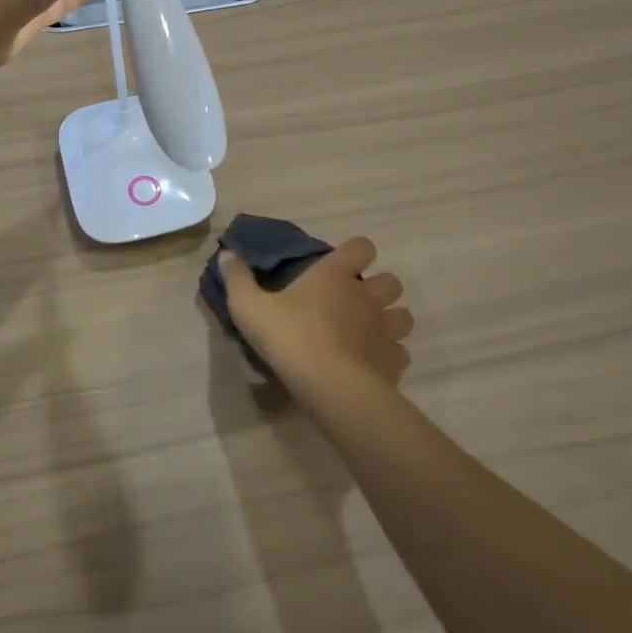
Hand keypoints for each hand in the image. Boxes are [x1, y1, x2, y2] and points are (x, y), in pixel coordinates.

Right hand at [222, 238, 413, 388]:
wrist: (331, 387)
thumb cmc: (290, 337)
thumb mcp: (250, 307)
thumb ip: (237, 279)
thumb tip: (227, 253)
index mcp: (336, 275)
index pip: (362, 246)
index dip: (356, 252)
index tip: (341, 265)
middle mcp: (367, 296)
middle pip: (391, 281)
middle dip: (379, 288)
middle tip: (354, 303)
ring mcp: (385, 329)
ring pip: (404, 316)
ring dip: (390, 321)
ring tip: (368, 333)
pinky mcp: (394, 362)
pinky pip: (401, 353)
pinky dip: (390, 356)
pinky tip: (371, 365)